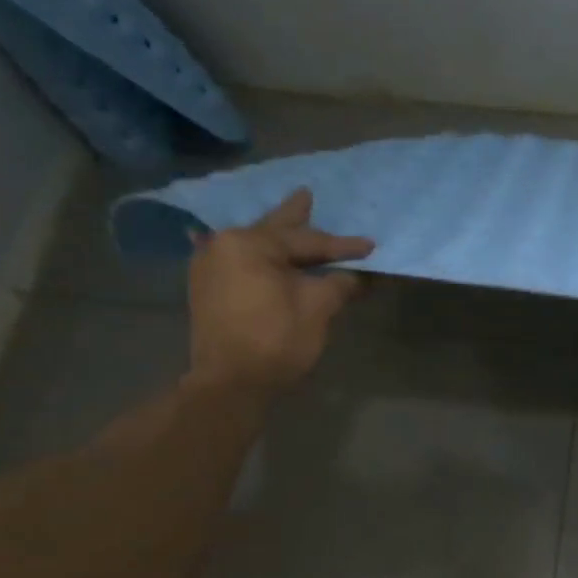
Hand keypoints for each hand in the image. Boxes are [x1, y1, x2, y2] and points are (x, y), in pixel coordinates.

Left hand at [185, 188, 373, 395]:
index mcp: (250, 243)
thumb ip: (340, 284)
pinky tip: (262, 251)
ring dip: (278, 239)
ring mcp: (210, 267)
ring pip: (255, 247)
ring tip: (292, 221)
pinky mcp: (207, 289)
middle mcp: (223, 246)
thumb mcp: (318, 308)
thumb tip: (358, 275)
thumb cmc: (276, 340)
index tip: (370, 246)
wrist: (230, 383)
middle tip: (306, 194)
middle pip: (273, 231)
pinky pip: (240, 262)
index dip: (342, 246)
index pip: (307, 241)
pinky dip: (260, 258)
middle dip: (295, 217)